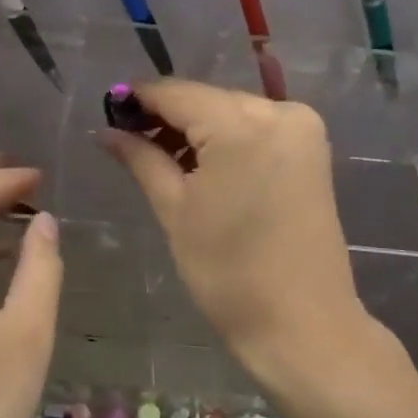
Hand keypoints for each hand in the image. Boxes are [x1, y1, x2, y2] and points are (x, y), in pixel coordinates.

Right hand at [104, 80, 380, 384]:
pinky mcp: (311, 148)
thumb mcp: (175, 210)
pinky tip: (199, 164)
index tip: (108, 112)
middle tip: (129, 141)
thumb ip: (141, 159)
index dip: (138, 99)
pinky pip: (255, 127)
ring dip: (195, 128)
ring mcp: (301, 128)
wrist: (301, 323)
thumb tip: (107, 131)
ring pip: (230, 111)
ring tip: (159, 158)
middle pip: (206, 99)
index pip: (176, 93)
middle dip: (166, 116)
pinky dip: (225, 138)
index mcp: (241, 125)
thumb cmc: (228, 272)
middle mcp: (278, 111)